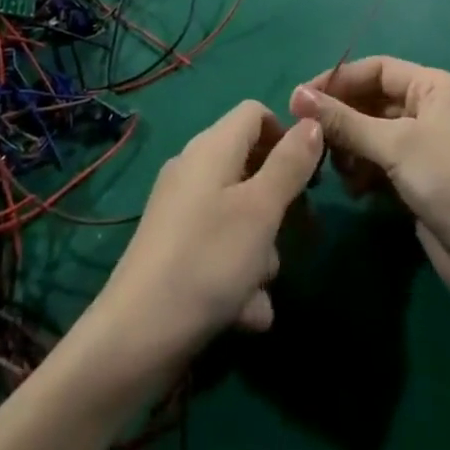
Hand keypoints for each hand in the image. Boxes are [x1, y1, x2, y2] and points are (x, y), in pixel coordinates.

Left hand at [93, 101, 321, 370]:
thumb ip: (289, 164)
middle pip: (251, 168)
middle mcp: (194, 170)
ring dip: (260, 252)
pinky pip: (220, 250)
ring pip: (240, 217)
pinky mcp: (175, 250)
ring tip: (260, 287)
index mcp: (211, 147)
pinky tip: (245, 314)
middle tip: (299, 236)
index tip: (309, 176)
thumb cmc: (208, 260)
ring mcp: (181, 211)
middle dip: (278, 206)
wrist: (137, 335)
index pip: (255, 113)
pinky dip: (237, 277)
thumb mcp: (260, 210)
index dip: (286, 136)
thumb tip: (312, 121)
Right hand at [290, 58, 449, 311]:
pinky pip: (382, 165)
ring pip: (373, 135)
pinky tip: (353, 190)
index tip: (300, 99)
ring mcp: (427, 148)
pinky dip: (364, 172)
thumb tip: (297, 96)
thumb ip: (344, 121)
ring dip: (350, 148)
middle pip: (372, 101)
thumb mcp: (395, 144)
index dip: (339, 80)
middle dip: (341, 118)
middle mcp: (431, 110)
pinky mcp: (422, 183)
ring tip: (332, 167)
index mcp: (435, 87)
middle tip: (307, 136)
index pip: (376, 69)